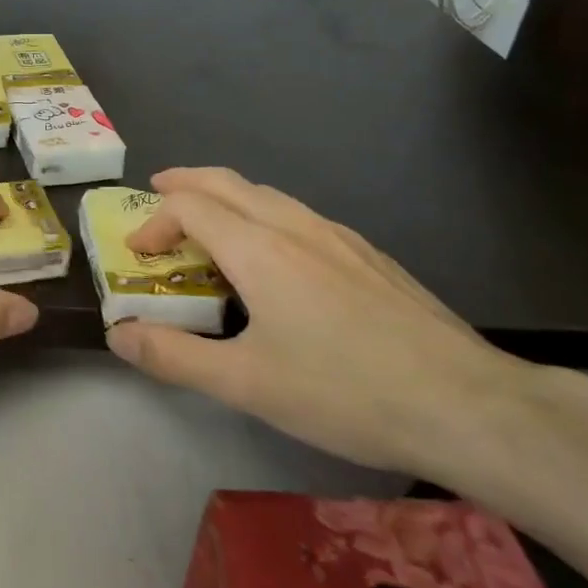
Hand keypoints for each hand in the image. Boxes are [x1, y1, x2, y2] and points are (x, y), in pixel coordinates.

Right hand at [106, 167, 530, 474]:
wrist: (468, 404)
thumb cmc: (345, 391)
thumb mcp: (246, 384)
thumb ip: (174, 356)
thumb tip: (119, 334)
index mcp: (258, 248)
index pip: (189, 207)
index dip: (154, 222)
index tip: (139, 254)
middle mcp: (294, 227)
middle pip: (227, 182)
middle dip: (185, 183)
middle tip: (158, 192)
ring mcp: (338, 237)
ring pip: (267, 194)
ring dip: (226, 197)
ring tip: (210, 222)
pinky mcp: (369, 255)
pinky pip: (300, 215)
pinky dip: (264, 214)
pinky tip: (278, 255)